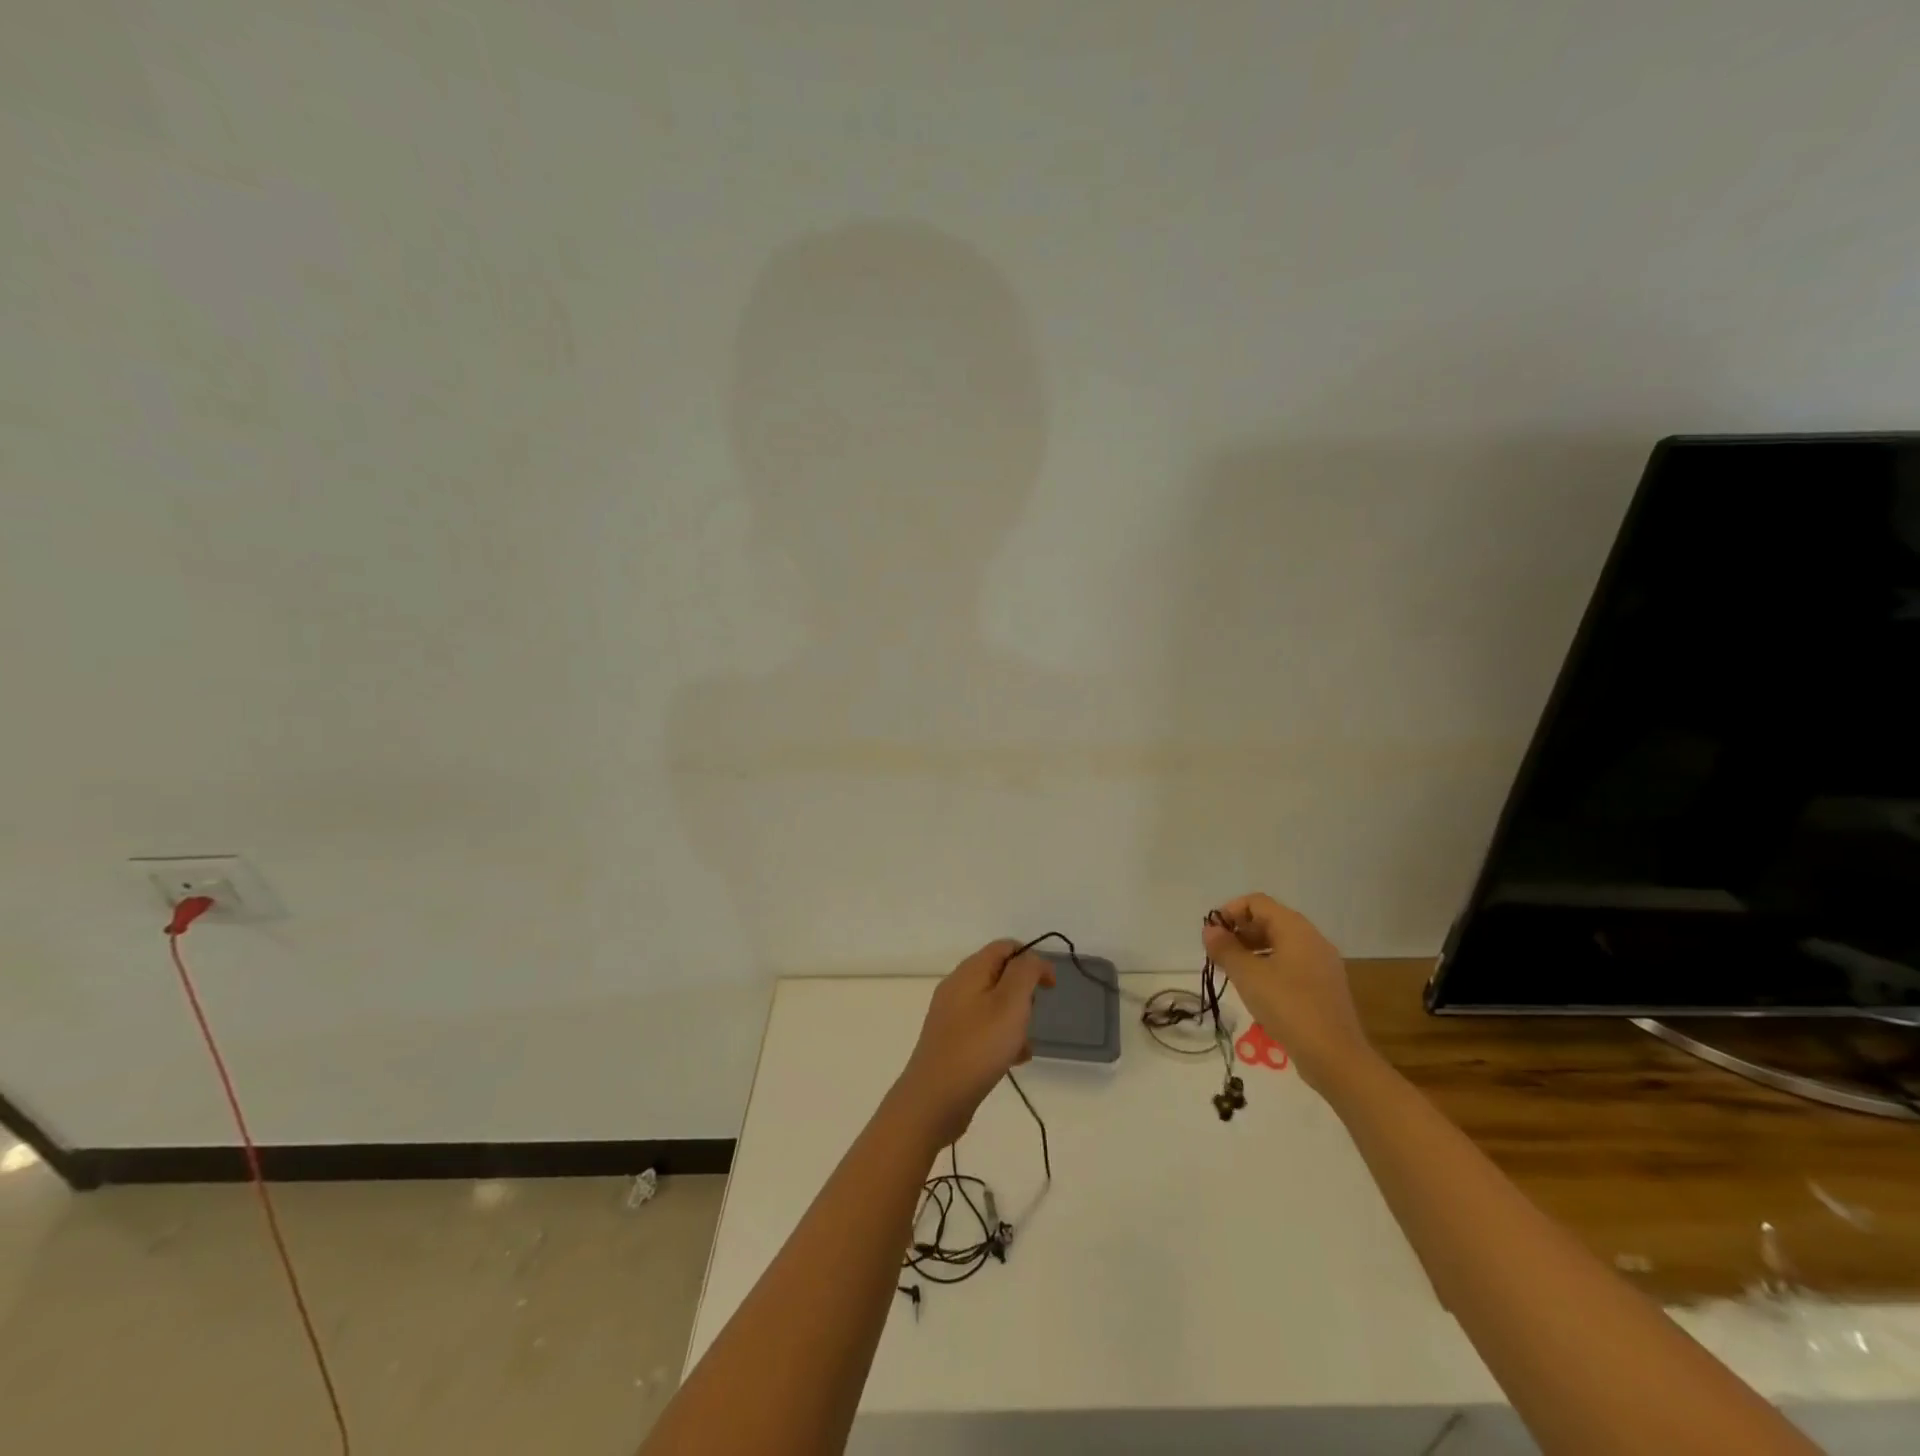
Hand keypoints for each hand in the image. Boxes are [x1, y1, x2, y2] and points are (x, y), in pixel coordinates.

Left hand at [895, 940, 1054, 1147]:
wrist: (934, 1099)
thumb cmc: (978, 1046)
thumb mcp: (1010, 1002)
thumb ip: (1025, 972)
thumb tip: (1032, 958)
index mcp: (969, 971)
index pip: (1005, 947)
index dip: (1032, 959)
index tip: (1050, 987)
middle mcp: (957, 987)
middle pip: (999, 975)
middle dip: (1023, 994)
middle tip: (1030, 1017)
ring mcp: (951, 1015)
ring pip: (993, 1005)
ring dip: (1015, 1020)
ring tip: (1023, 1045)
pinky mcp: (951, 1041)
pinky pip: (983, 1029)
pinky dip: (1001, 1039)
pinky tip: (1012, 1061)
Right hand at [1202, 894, 1374, 1096]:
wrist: (1335, 1057)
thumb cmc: (1288, 1007)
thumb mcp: (1248, 976)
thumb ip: (1225, 949)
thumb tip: (1210, 930)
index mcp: (1296, 929)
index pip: (1257, 902)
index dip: (1231, 911)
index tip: (1212, 934)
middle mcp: (1312, 939)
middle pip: (1270, 920)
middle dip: (1240, 931)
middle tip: (1218, 954)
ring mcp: (1322, 963)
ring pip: (1281, 943)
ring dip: (1253, 950)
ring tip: (1233, 972)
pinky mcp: (1324, 986)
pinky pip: (1292, 963)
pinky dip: (1270, 966)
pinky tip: (1257, 989)